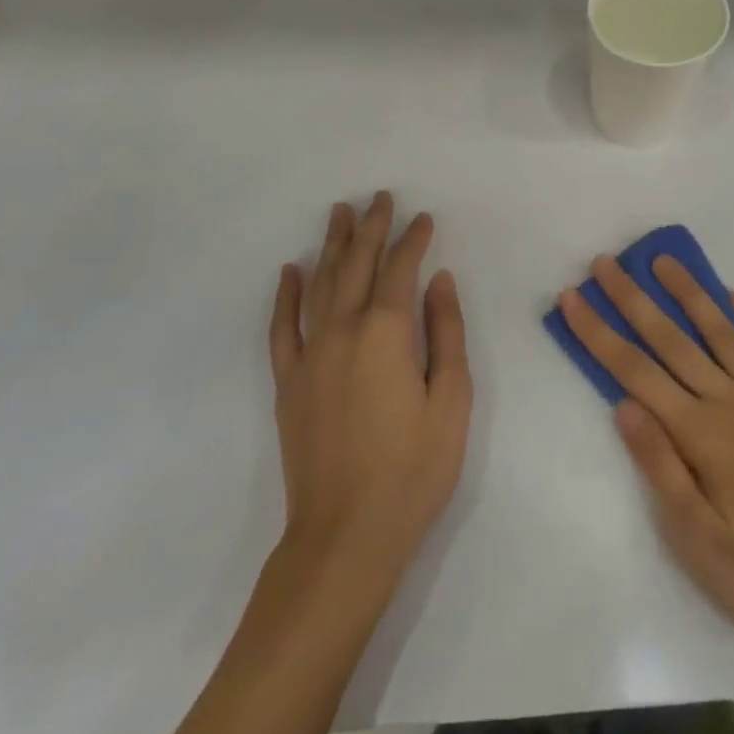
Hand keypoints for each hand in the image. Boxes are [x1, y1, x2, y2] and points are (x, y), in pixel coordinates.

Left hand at [270, 193, 471, 574]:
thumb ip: (446, 332)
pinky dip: (285, 294)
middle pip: (355, 265)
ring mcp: (309, 355)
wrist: (346, 535)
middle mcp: (342, 331)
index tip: (423, 217)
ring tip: (338, 214)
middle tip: (379, 198)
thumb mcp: (451, 399)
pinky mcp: (288, 382)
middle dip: (370, 228)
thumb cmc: (413, 469)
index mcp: (386, 333)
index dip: (413, 240)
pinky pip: (281, 326)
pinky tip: (290, 270)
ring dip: (331, 246)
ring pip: (318, 284)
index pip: (400, 270)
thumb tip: (439, 280)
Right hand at [560, 257, 733, 648]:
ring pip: (724, 332)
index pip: (635, 372)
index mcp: (701, 434)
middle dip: (632, 299)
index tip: (572, 296)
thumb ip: (660, 466)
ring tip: (664, 261)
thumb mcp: (700, 541)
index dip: (598, 332)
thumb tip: (623, 404)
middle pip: (672, 340)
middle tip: (605, 262)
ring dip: (690, 294)